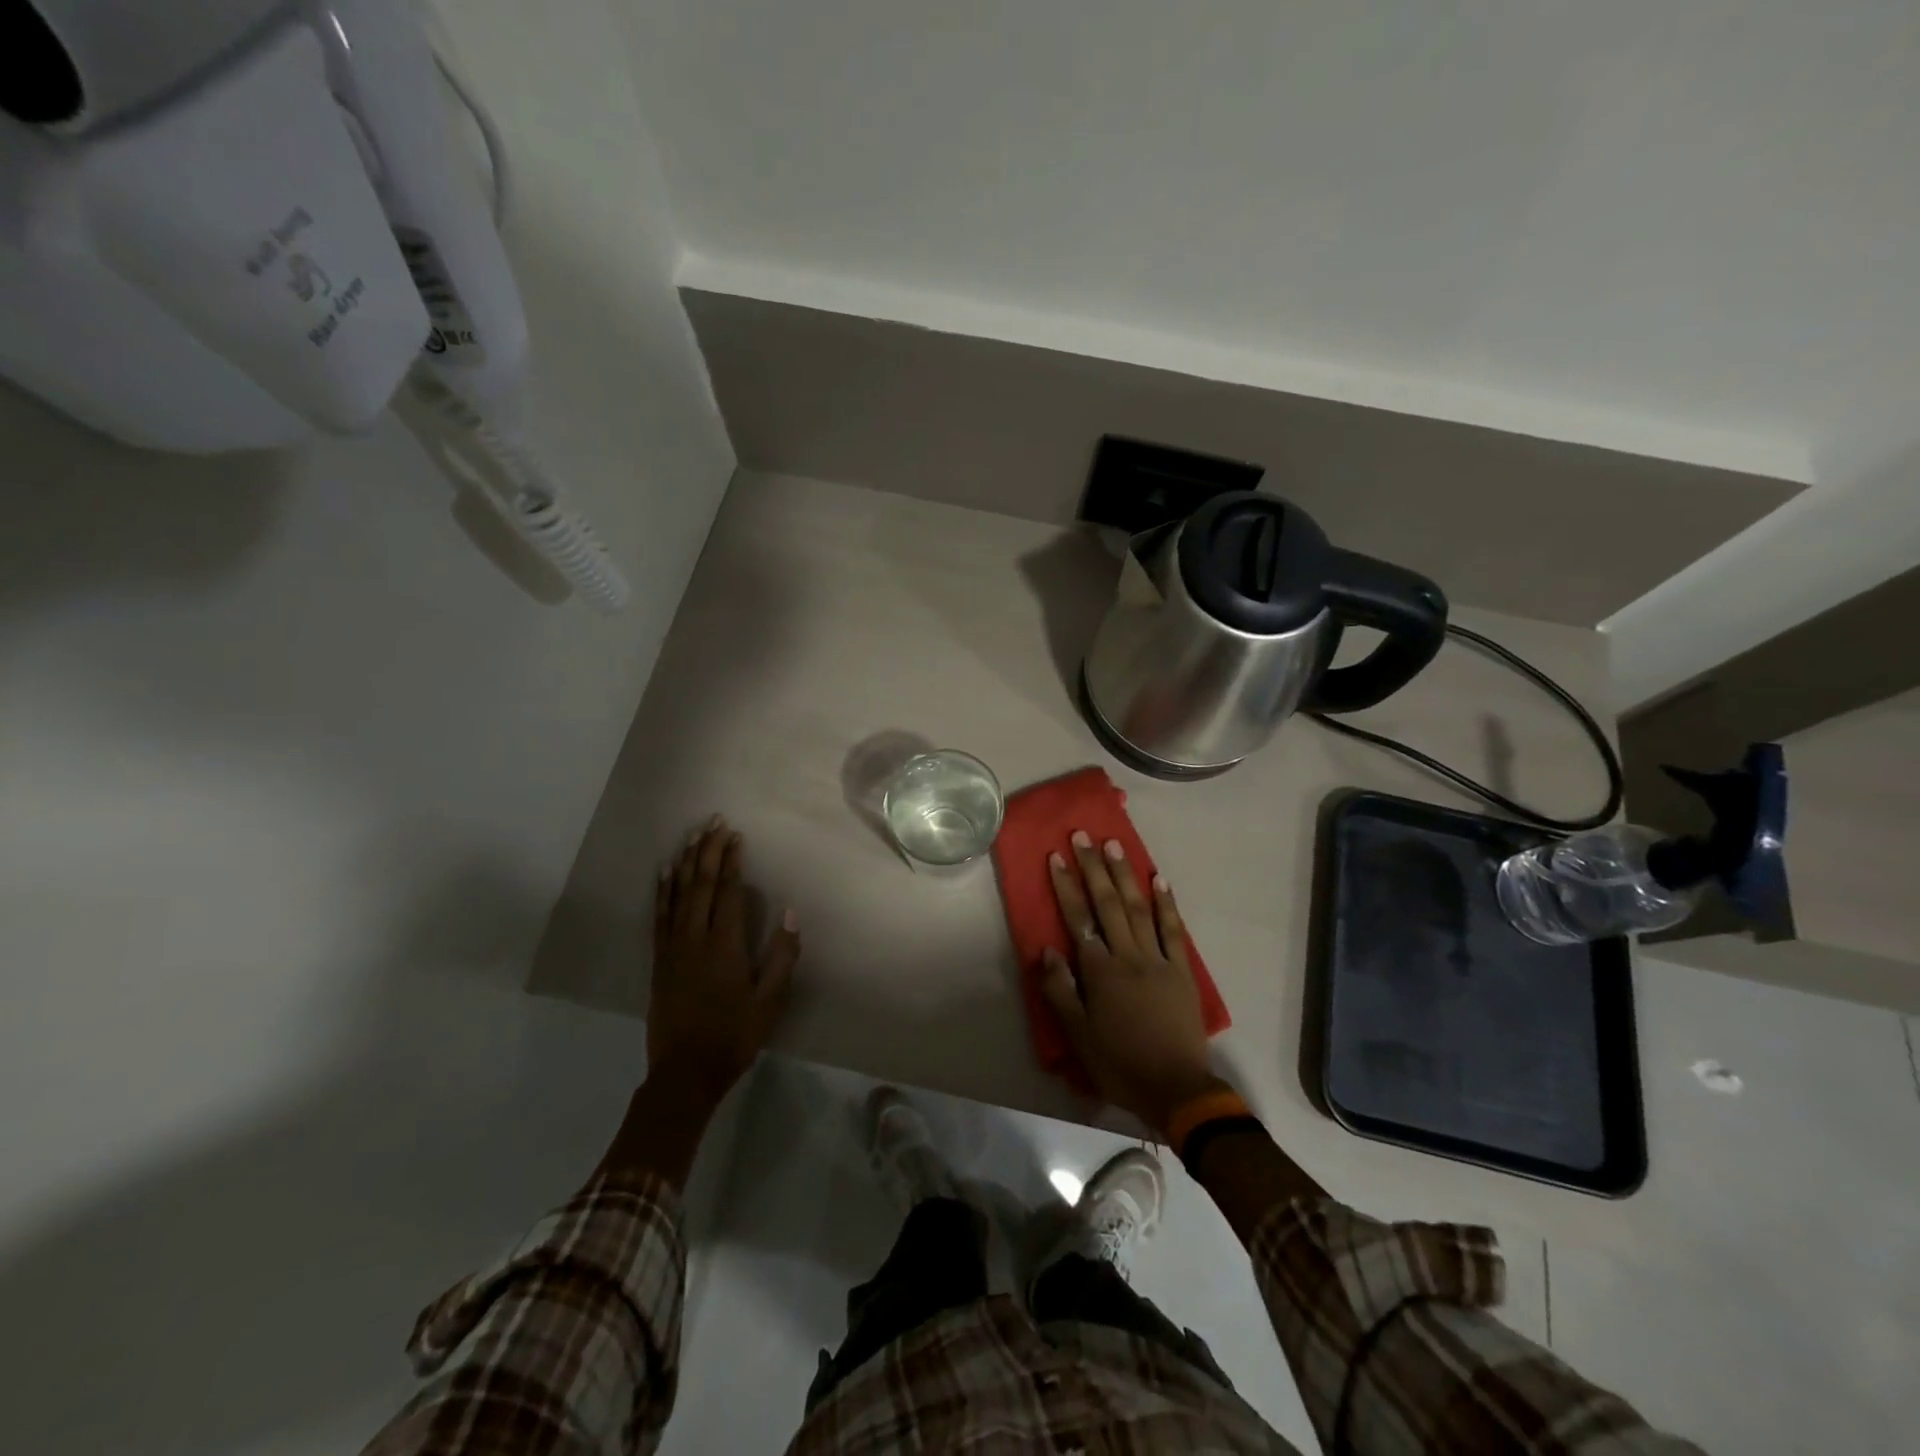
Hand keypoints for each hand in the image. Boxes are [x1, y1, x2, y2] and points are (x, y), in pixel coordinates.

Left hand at [647, 816, 799, 1109]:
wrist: (684, 1074)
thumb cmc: (734, 1036)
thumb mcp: (770, 1001)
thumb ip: (782, 956)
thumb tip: (789, 913)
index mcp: (724, 946)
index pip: (728, 893)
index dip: (731, 862)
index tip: (735, 836)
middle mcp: (694, 939)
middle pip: (701, 885)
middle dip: (708, 851)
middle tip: (714, 822)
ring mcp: (672, 948)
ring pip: (678, 895)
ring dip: (686, 863)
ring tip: (692, 836)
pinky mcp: (659, 960)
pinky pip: (659, 916)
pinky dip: (662, 890)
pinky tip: (665, 873)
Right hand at [1039, 832, 1225, 1134]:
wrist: (1175, 1088)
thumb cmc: (1119, 1063)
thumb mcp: (1078, 1036)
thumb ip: (1060, 991)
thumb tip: (1047, 950)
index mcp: (1100, 971)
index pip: (1078, 919)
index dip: (1066, 886)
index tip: (1056, 856)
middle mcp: (1128, 955)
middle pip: (1107, 903)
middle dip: (1093, 867)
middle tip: (1083, 836)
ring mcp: (1158, 959)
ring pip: (1138, 908)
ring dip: (1125, 875)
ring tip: (1114, 845)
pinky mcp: (1181, 970)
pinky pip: (1174, 930)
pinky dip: (1166, 903)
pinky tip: (1159, 879)